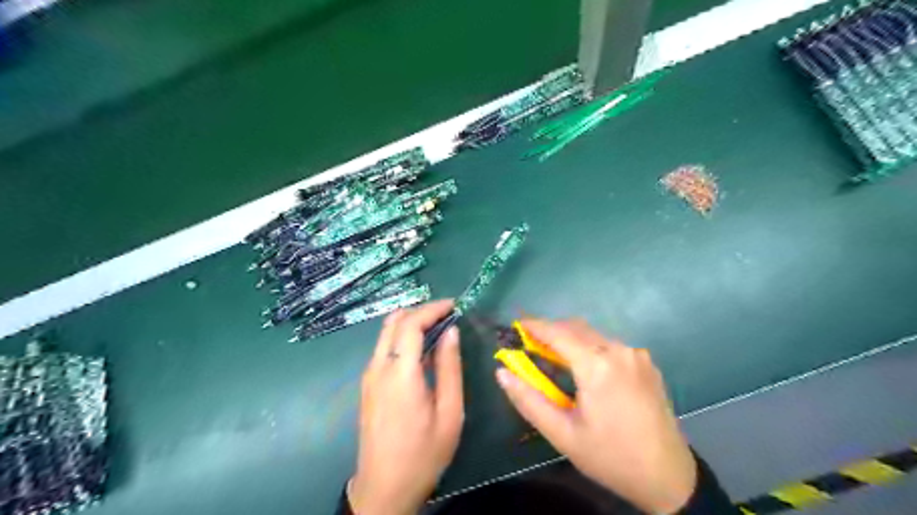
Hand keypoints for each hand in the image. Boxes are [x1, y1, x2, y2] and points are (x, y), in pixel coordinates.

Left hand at [353, 300, 465, 511]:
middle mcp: (378, 367)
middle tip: (447, 315)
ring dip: (411, 322)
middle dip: (421, 310)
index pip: (411, 323)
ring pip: (386, 332)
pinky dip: (402, 337)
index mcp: (400, 373)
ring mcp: (369, 375)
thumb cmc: (423, 454)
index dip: (433, 308)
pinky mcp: (367, 384)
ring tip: (438, 329)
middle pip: (394, 321)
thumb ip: (450, 367)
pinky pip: (383, 347)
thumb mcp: (449, 413)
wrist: (384, 488)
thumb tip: (451, 332)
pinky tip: (422, 350)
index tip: (454, 305)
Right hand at [495, 320, 695, 512]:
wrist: (668, 477)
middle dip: (551, 331)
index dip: (535, 325)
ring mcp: (637, 355)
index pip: (558, 333)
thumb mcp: (563, 434)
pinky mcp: (647, 363)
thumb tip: (502, 373)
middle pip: (576, 328)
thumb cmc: (610, 457)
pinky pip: (611, 345)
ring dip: (571, 339)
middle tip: (530, 344)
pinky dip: (590, 347)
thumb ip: (529, 400)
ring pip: (594, 335)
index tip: (516, 324)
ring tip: (554, 358)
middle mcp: (619, 350)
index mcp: (598, 366)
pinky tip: (585, 369)